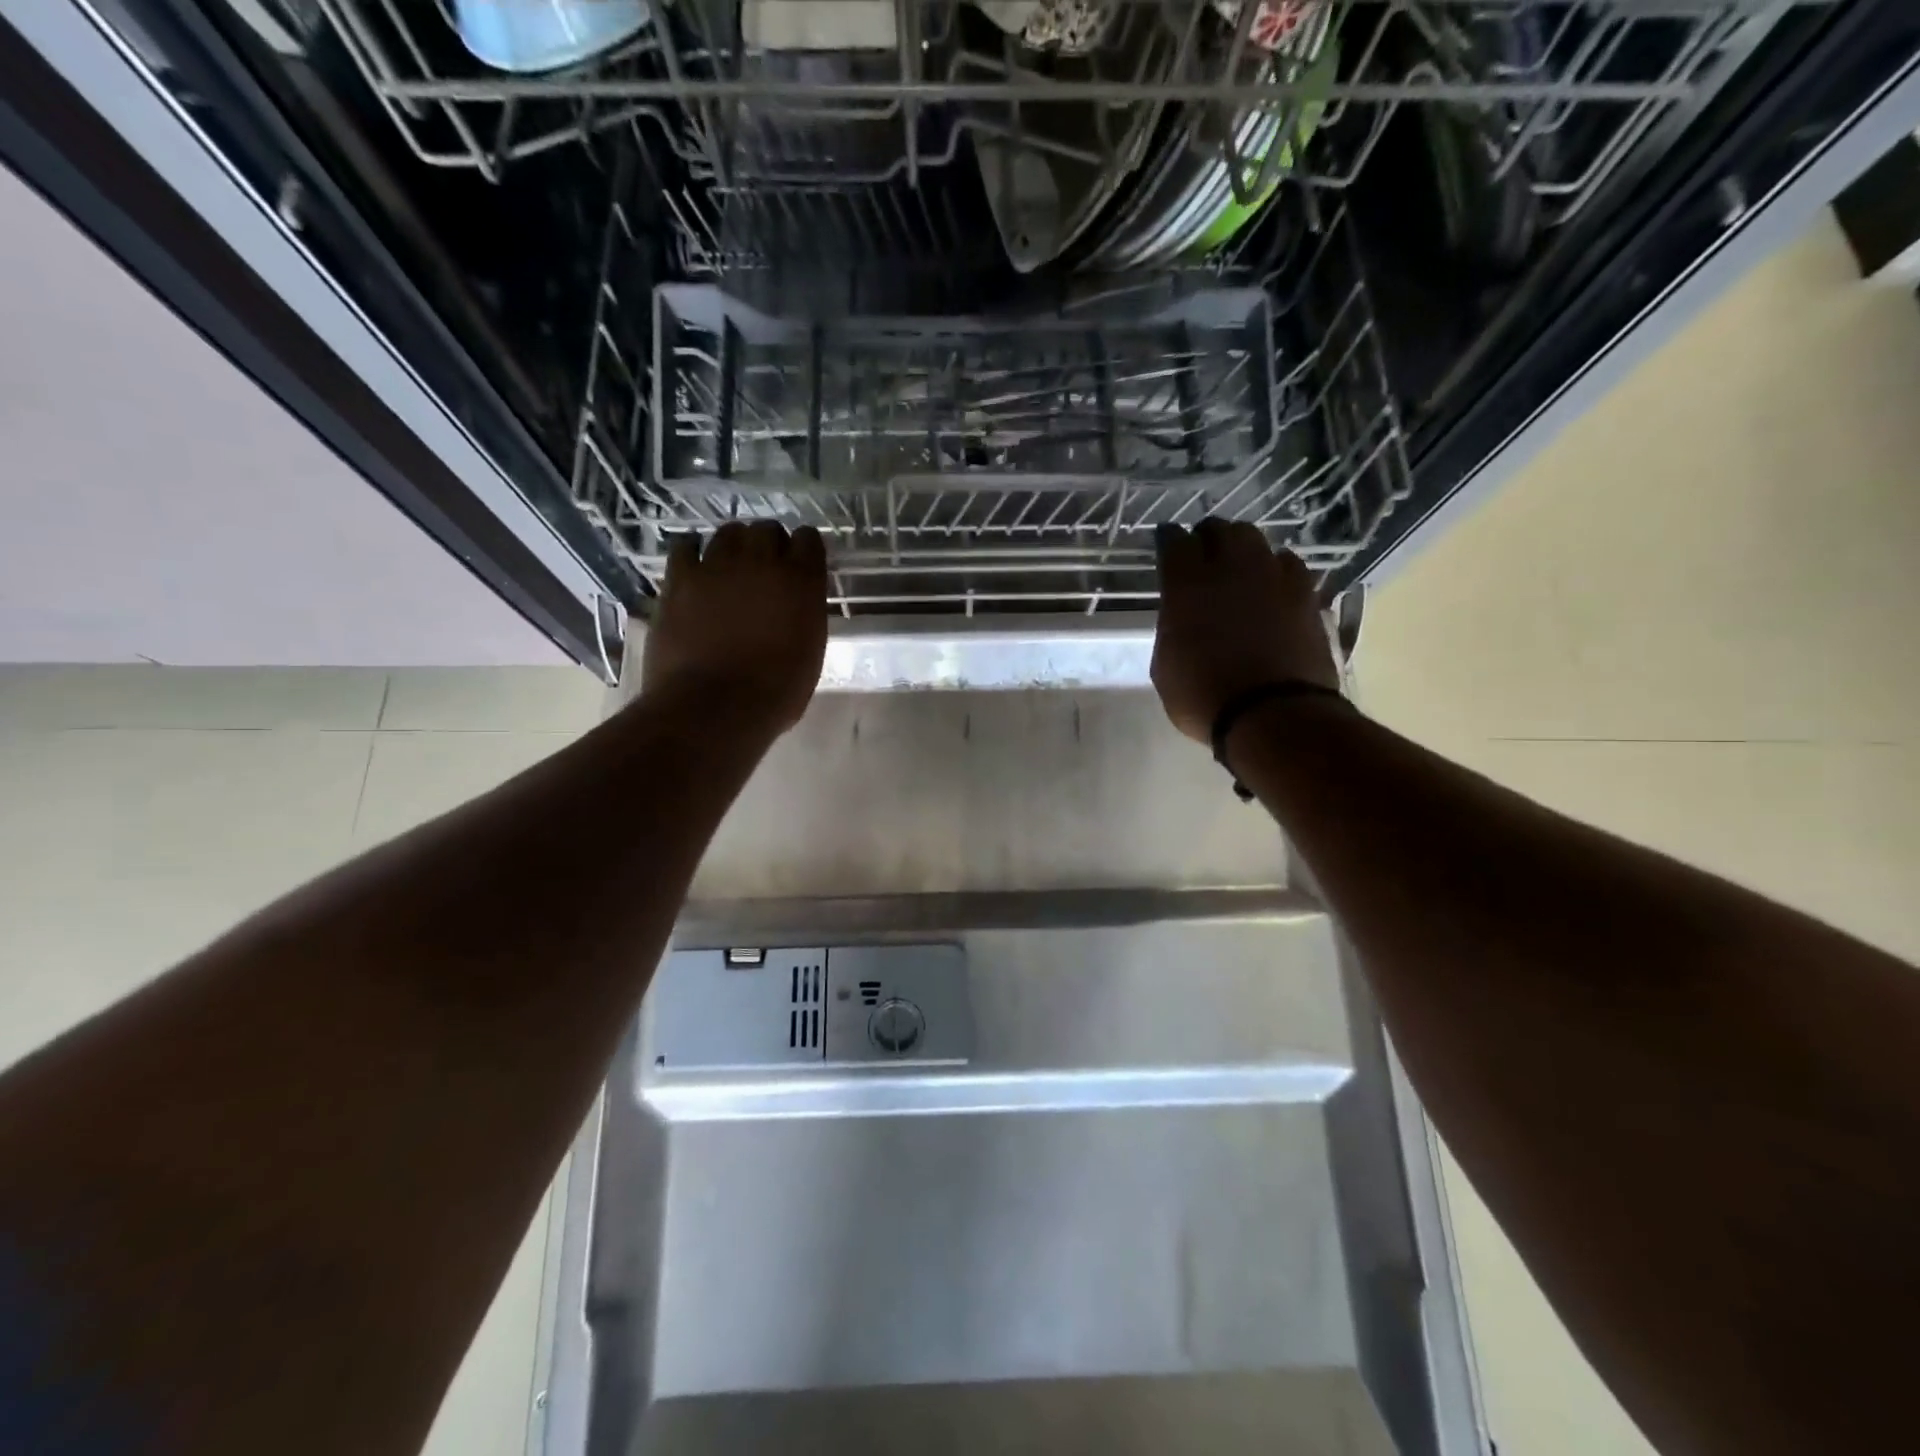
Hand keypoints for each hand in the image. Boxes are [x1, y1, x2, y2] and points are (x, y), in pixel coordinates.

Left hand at [641, 522, 828, 738]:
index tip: (800, 567)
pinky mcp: (680, 578)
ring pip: (728, 533)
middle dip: (769, 545)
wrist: (715, 706)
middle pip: (767, 530)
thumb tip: (794, 607)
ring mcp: (718, 565)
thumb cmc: (775, 693)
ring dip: (733, 547)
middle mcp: (763, 561)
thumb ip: (804, 616)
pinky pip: (685, 546)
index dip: (804, 551)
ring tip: (729, 569)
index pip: (809, 539)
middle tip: (764, 571)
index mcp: (802, 581)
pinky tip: (695, 570)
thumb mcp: (810, 653)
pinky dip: (692, 553)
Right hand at [1150, 520, 1337, 742]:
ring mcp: (1272, 576)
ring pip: (1255, 540)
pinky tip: (1272, 586)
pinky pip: (1288, 564)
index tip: (1166, 546)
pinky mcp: (1305, 593)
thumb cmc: (1204, 697)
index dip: (1169, 540)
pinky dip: (1275, 569)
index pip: (1174, 541)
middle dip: (1207, 538)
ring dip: (1242, 549)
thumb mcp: (1165, 665)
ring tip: (1239, 568)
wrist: (1273, 714)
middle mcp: (1230, 568)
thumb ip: (1172, 627)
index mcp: (1187, 585)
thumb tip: (1182, 614)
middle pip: (1219, 529)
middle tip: (1202, 555)